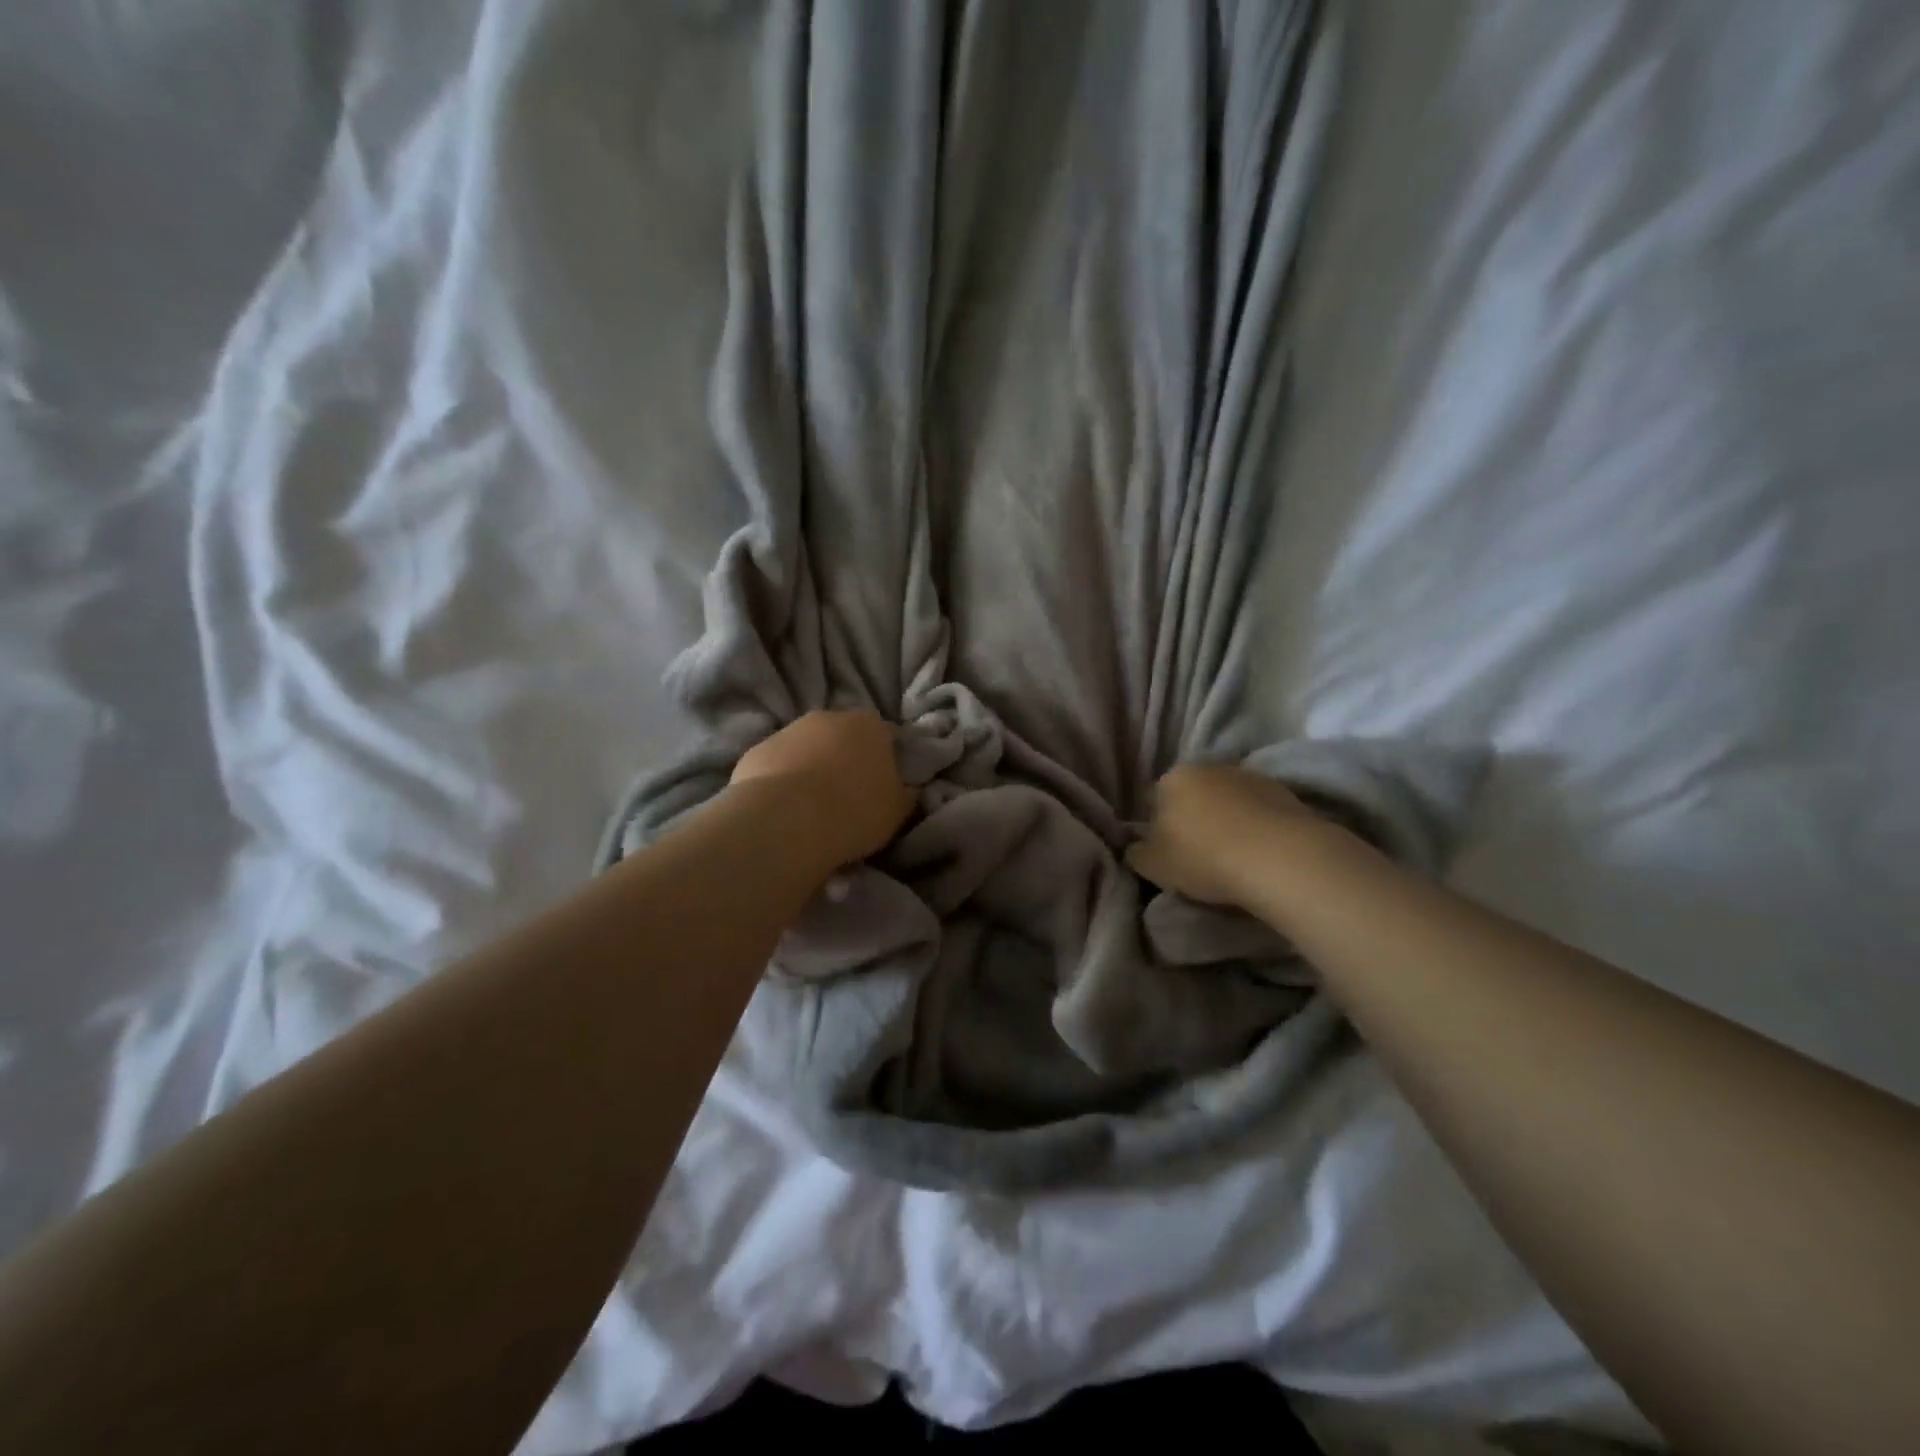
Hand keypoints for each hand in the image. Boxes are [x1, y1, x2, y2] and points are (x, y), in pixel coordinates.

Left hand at [731, 710, 916, 866]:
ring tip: (814, 805)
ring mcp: (789, 731)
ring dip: (813, 766)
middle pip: (844, 735)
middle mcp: (829, 717)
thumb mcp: (897, 811)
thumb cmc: (854, 812)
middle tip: (849, 794)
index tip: (885, 783)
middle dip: (847, 757)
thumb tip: (910, 788)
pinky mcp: (757, 751)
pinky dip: (783, 779)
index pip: (887, 733)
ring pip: (808, 747)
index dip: (888, 757)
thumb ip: (906, 794)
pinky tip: (785, 808)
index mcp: (870, 726)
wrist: (786, 820)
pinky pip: (779, 764)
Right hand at [1126, 763, 1315, 907]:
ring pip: (1228, 801)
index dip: (1157, 827)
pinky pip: (1259, 811)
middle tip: (1198, 855)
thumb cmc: (1203, 858)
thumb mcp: (1153, 865)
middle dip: (1193, 819)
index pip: (1154, 799)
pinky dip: (1256, 827)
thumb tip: (1134, 847)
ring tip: (1233, 857)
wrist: (1279, 858)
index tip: (1166, 852)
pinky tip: (1260, 853)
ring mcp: (1249, 776)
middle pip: (1193, 795)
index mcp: (1172, 779)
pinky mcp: (1285, 792)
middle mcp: (1209, 767)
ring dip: (1227, 821)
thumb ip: (1136, 853)